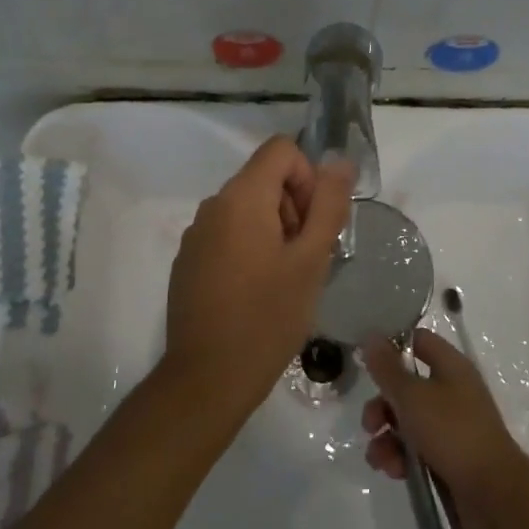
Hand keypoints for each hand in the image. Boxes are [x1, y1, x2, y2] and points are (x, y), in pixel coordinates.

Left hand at [162, 135, 354, 413]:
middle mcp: (213, 205)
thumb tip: (339, 161)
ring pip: (247, 209)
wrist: (207, 378)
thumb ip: (328, 205)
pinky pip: (227, 234)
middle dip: (293, 208)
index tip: (312, 225)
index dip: (308, 178)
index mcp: (242, 197)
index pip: (282, 150)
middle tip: (304, 259)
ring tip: (283, 280)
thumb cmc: (268, 317)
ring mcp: (196, 234)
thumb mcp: (310, 260)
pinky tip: (255, 293)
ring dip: (274, 231)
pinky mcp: (189, 260)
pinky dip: (249, 248)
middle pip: (264, 179)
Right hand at [359, 330, 528, 528]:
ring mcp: (452, 425)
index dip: (391, 346)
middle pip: (406, 385)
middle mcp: (452, 390)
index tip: (366, 360)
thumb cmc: (452, 432)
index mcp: (450, 366)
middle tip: (370, 424)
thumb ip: (387, 368)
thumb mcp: (412, 396)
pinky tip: (393, 471)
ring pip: (407, 421)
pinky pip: (417, 448)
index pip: (418, 340)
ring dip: (386, 437)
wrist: (494, 493)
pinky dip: (401, 457)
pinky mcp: (449, 456)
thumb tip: (371, 336)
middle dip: (382, 405)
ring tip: (378, 458)